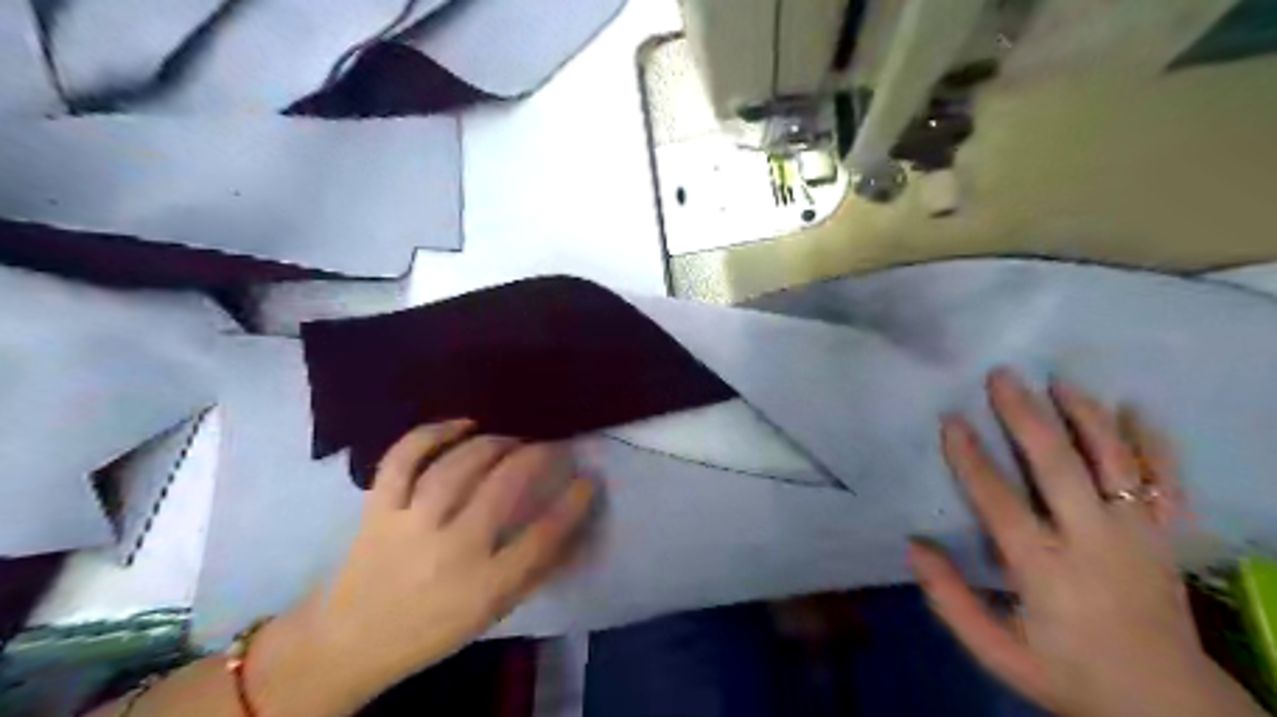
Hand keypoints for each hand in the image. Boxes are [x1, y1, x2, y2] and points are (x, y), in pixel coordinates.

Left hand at [304, 422, 595, 696]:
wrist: (350, 642)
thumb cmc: (432, 629)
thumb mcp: (492, 612)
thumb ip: (533, 570)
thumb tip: (571, 526)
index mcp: (483, 586)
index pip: (542, 537)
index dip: (573, 503)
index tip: (587, 479)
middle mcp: (450, 550)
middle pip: (501, 488)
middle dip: (535, 458)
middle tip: (550, 447)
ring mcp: (409, 525)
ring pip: (456, 467)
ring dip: (492, 444)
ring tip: (511, 440)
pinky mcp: (378, 509)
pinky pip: (402, 460)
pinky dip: (431, 433)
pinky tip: (461, 423)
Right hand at [913, 369, 1260, 715]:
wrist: (1168, 707)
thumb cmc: (1069, 674)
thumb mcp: (997, 652)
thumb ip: (950, 601)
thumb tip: (914, 546)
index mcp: (1046, 571)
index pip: (1001, 502)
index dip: (972, 458)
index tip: (951, 421)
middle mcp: (1094, 543)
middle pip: (1059, 467)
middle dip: (1027, 417)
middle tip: (1003, 377)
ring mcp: (1138, 536)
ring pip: (1114, 463)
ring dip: (1085, 417)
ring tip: (1058, 383)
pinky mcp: (1167, 537)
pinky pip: (1166, 481)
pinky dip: (1153, 442)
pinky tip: (1133, 409)